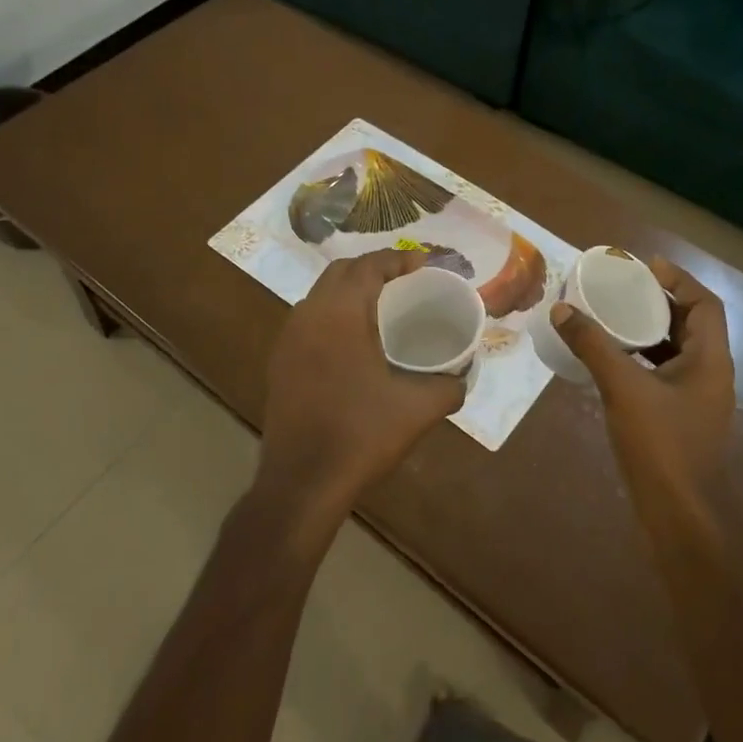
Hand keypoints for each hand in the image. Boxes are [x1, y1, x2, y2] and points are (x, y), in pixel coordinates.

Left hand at [258, 249, 467, 519]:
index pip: (369, 265)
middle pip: (341, 272)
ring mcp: (288, 339)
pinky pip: (310, 321)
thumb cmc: (361, 435)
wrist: (302, 482)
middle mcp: (308, 315)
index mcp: (340, 313)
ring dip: (350, 291)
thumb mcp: (419, 409)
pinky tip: (354, 343)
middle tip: (407, 282)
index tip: (425, 265)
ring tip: (383, 308)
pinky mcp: (280, 363)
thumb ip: (449, 386)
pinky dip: (334, 316)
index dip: (399, 258)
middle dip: (374, 268)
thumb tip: (462, 376)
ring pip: (321, 295)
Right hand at [548, 257, 735, 497]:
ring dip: (648, 331)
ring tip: (611, 317)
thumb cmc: (661, 445)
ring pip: (675, 351)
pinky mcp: (679, 419)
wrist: (680, 515)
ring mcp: (695, 399)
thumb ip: (593, 346)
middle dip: (658, 302)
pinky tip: (610, 361)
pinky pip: (662, 374)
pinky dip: (640, 360)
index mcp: (710, 360)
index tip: (646, 267)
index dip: (679, 280)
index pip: (705, 304)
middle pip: (690, 324)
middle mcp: (709, 374)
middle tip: (622, 289)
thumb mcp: (623, 388)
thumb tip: (561, 309)